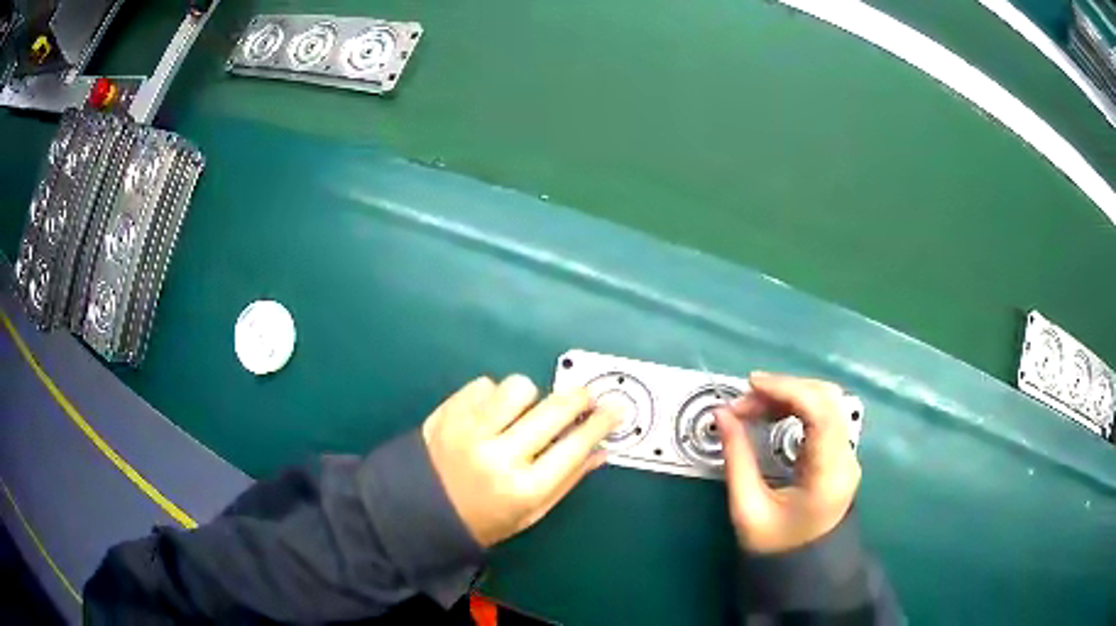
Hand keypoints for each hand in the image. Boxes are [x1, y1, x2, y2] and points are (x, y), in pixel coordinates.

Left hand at [422, 375, 618, 547]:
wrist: (419, 513)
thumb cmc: (484, 519)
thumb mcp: (531, 513)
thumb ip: (568, 480)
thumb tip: (602, 449)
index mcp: (524, 489)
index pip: (574, 446)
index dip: (600, 423)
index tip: (615, 408)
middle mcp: (499, 457)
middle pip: (553, 410)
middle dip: (578, 398)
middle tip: (584, 396)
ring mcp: (469, 431)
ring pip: (518, 387)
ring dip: (528, 397)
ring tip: (521, 413)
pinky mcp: (447, 413)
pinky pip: (483, 385)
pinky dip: (492, 396)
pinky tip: (488, 415)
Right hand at [714, 372, 860, 553]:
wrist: (803, 569)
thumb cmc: (775, 546)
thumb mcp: (748, 508)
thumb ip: (736, 458)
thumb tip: (722, 414)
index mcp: (829, 473)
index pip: (821, 412)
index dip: (788, 388)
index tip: (751, 385)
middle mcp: (846, 457)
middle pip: (826, 399)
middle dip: (784, 389)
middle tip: (745, 401)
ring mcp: (847, 454)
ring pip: (826, 402)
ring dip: (789, 394)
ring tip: (752, 406)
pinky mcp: (840, 454)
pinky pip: (823, 415)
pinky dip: (796, 406)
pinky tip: (772, 413)